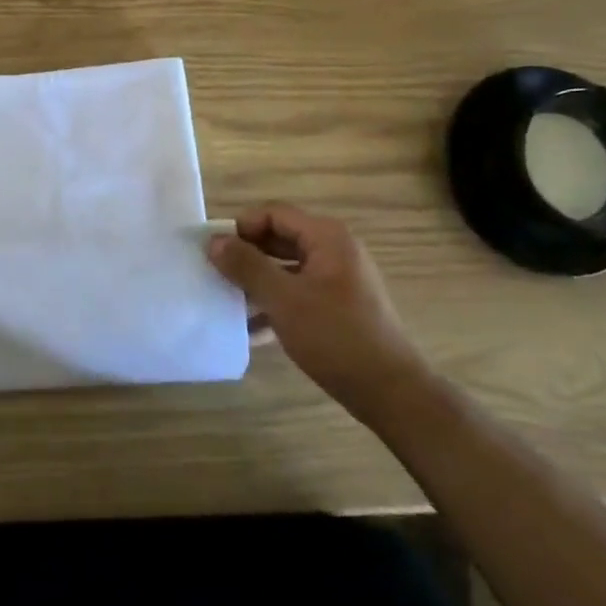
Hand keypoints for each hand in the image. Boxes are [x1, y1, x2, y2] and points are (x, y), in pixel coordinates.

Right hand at [207, 204, 430, 419]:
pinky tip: (253, 329)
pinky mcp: (340, 307)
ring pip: (287, 268)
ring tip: (228, 302)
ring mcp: (340, 280)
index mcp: (327, 237)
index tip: (214, 252)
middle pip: (280, 238)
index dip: (241, 227)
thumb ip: (246, 266)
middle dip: (247, 255)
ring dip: (258, 282)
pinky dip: (276, 303)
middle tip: (216, 275)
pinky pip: (299, 292)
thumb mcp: (283, 299)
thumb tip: (214, 240)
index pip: (273, 213)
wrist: (391, 392)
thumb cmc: (335, 337)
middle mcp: (336, 250)